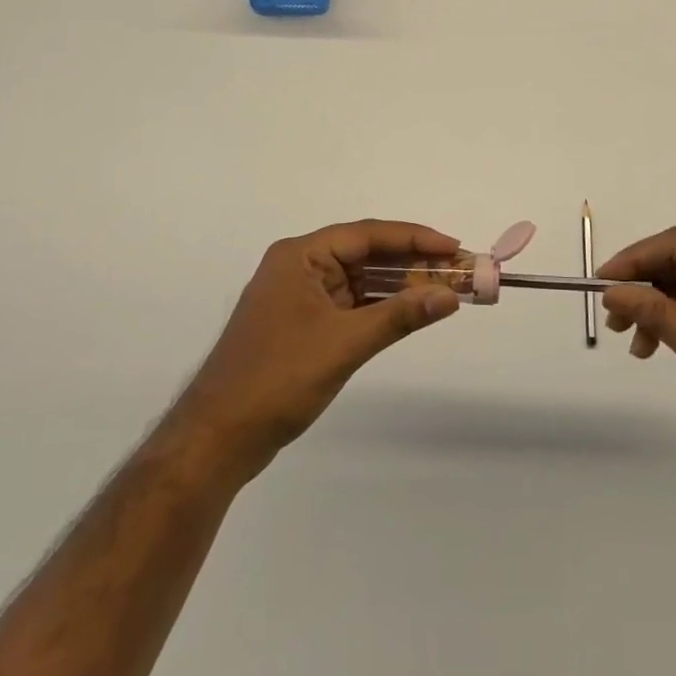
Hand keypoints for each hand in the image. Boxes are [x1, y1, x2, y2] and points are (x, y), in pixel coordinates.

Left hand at [174, 220, 462, 482]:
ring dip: (400, 286)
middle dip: (413, 263)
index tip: (454, 247)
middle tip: (459, 270)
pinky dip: (381, 308)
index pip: (367, 235)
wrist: (216, 440)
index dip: (415, 239)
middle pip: (366, 255)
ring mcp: (300, 297)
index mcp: (300, 256)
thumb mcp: (345, 344)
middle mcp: (300, 267)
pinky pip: (351, 304)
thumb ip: (400, 316)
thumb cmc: (278, 379)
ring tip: (446, 289)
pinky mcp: (303, 325)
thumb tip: (450, 296)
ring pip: (361, 281)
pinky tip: (412, 311)